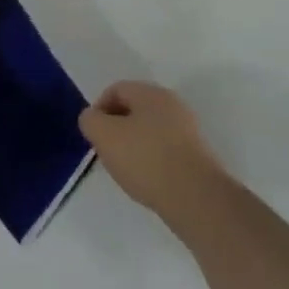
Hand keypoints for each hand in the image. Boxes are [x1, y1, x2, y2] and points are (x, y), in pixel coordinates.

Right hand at [79, 82, 226, 227]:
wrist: (197, 198)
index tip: (93, 135)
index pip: (116, 89)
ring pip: (150, 129)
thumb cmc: (146, 159)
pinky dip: (152, 159)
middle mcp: (172, 104)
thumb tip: (93, 118)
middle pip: (134, 108)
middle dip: (116, 127)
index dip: (99, 109)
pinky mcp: (198, 155)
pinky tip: (148, 179)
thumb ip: (90, 120)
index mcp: (150, 93)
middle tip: (107, 151)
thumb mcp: (104, 136)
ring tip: (127, 169)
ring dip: (134, 144)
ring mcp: (188, 130)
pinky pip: (165, 149)